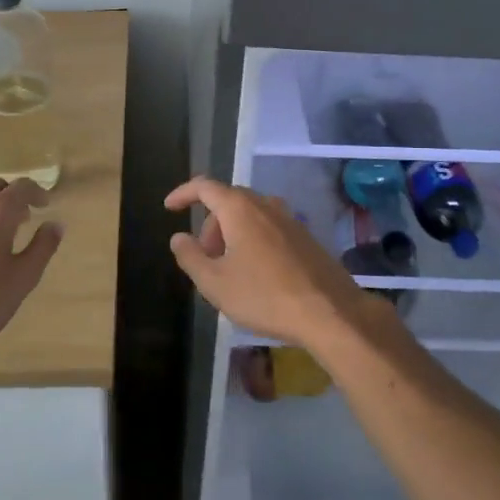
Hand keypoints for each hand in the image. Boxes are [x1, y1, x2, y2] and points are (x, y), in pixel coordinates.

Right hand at [164, 177, 368, 350]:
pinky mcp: (306, 237)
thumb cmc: (264, 296)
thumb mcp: (215, 283)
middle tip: (203, 255)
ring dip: (232, 232)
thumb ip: (190, 257)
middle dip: (210, 223)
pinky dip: (253, 239)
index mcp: (240, 209)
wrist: (329, 312)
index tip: (169, 207)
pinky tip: (255, 273)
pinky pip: (269, 228)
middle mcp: (265, 205)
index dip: (183, 193)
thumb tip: (178, 237)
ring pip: (251, 214)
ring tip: (227, 267)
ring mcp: (290, 219)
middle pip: (229, 200)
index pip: (204, 187)